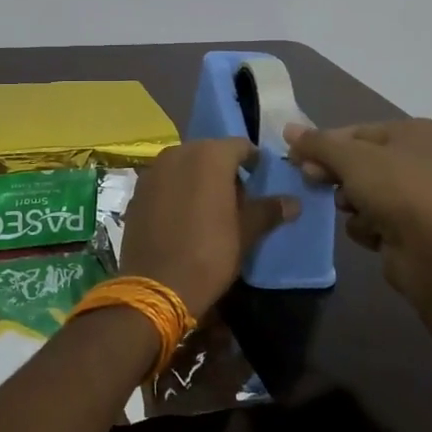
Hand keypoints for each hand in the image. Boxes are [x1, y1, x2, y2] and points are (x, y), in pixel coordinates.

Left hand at [119, 138, 294, 317]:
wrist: (156, 285)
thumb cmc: (209, 254)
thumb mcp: (245, 233)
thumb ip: (268, 211)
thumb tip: (293, 202)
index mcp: (209, 156)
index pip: (240, 147)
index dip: (253, 162)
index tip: (260, 181)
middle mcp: (178, 153)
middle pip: (210, 152)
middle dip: (224, 170)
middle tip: (237, 198)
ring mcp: (153, 170)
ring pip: (184, 164)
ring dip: (198, 178)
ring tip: (210, 207)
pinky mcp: (137, 190)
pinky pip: (165, 180)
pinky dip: (176, 189)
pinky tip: (182, 215)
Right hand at [284, 119, 431, 294]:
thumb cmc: (397, 191)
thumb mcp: (350, 158)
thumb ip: (317, 143)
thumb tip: (288, 128)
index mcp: (417, 132)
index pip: (357, 132)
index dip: (324, 144)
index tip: (297, 158)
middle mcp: (424, 159)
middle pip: (360, 162)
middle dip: (336, 174)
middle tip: (312, 180)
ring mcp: (421, 196)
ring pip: (364, 192)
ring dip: (352, 202)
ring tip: (354, 211)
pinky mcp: (415, 227)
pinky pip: (377, 218)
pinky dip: (369, 225)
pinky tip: (375, 233)